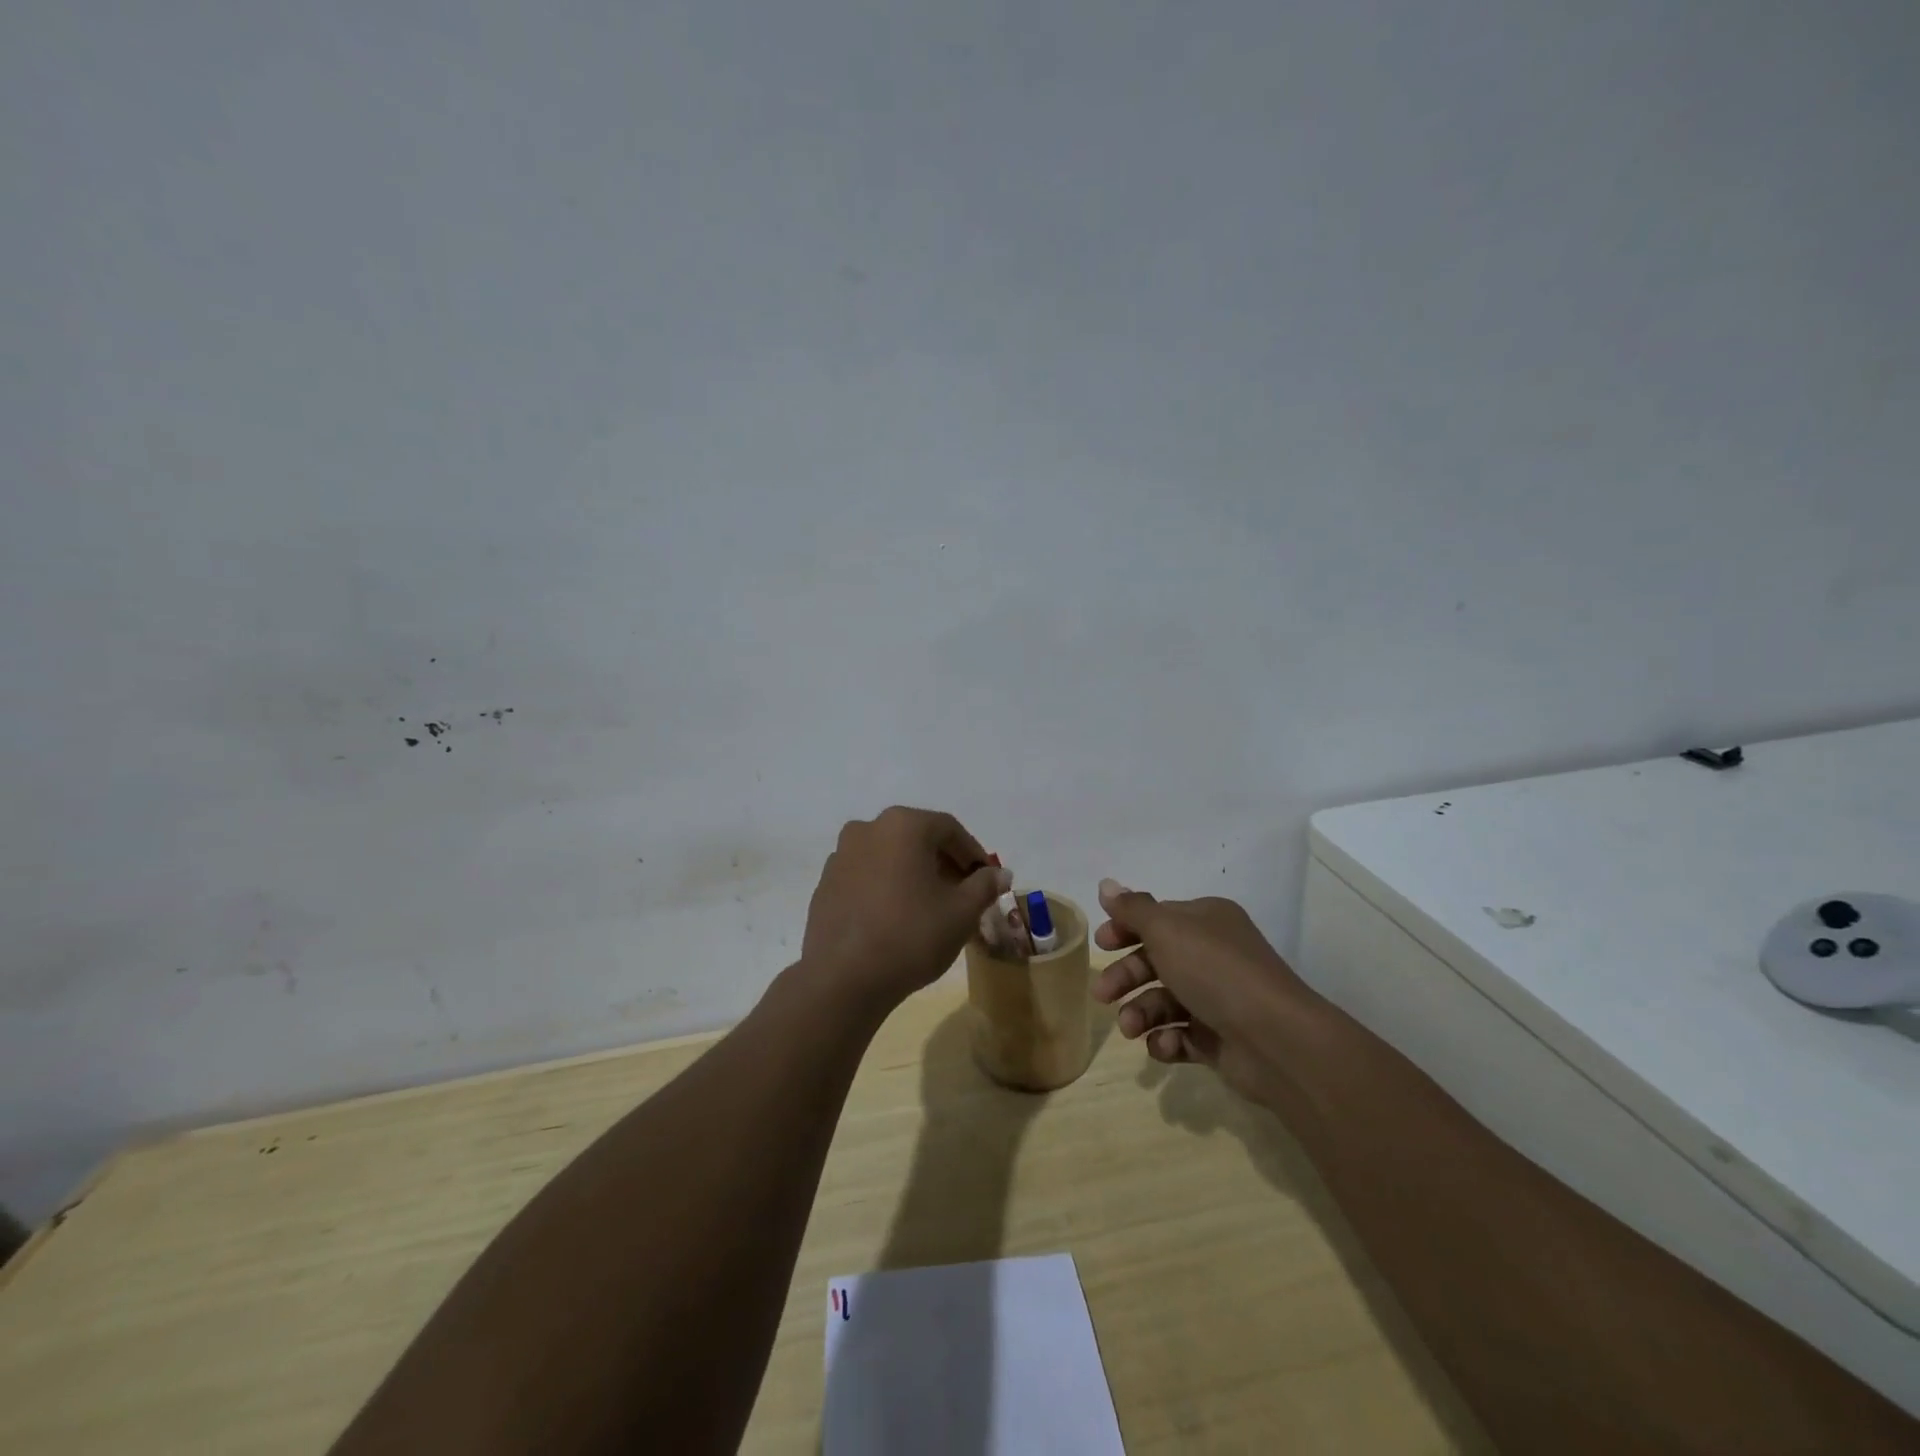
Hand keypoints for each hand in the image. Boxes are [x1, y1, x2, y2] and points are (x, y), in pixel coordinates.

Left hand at [800, 807, 1010, 1011]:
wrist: (843, 979)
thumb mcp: (961, 912)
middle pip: (917, 838)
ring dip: (914, 873)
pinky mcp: (825, 884)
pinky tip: (896, 917)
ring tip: (930, 907)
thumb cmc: (911, 936)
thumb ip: (984, 886)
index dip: (972, 853)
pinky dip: (886, 886)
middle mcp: (868, 828)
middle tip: (963, 893)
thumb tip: (1000, 873)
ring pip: (890, 856)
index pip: (949, 829)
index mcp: (903, 825)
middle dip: (944, 862)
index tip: (987, 879)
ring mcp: (841, 855)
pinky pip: (866, 875)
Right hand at [1090, 878, 1304, 1104]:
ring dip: (1140, 1012)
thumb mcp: (1167, 930)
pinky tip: (1162, 1045)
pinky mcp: (1218, 1039)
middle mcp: (1212, 955)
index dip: (1126, 928)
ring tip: (1131, 1028)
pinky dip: (1165, 1040)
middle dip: (1126, 976)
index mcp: (1206, 921)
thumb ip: (1133, 909)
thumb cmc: (1215, 971)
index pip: (1157, 918)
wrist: (1274, 1039)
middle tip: (1103, 994)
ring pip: (1164, 1001)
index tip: (1101, 944)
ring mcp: (1217, 999)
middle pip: (1155, 960)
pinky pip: (1180, 1036)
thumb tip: (1106, 884)